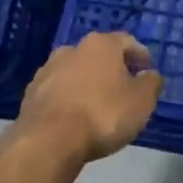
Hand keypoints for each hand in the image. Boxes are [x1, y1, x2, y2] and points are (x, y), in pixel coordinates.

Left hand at [13, 31, 163, 164]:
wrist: (48, 141)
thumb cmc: (103, 115)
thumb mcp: (142, 100)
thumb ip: (151, 82)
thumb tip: (149, 74)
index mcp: (101, 45)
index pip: (126, 41)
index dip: (140, 54)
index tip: (148, 69)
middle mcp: (72, 49)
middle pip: (99, 55)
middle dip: (113, 68)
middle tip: (125, 87)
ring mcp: (47, 70)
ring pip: (76, 72)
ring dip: (89, 83)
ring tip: (99, 105)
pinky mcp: (30, 94)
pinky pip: (58, 92)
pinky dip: (70, 99)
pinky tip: (76, 117)